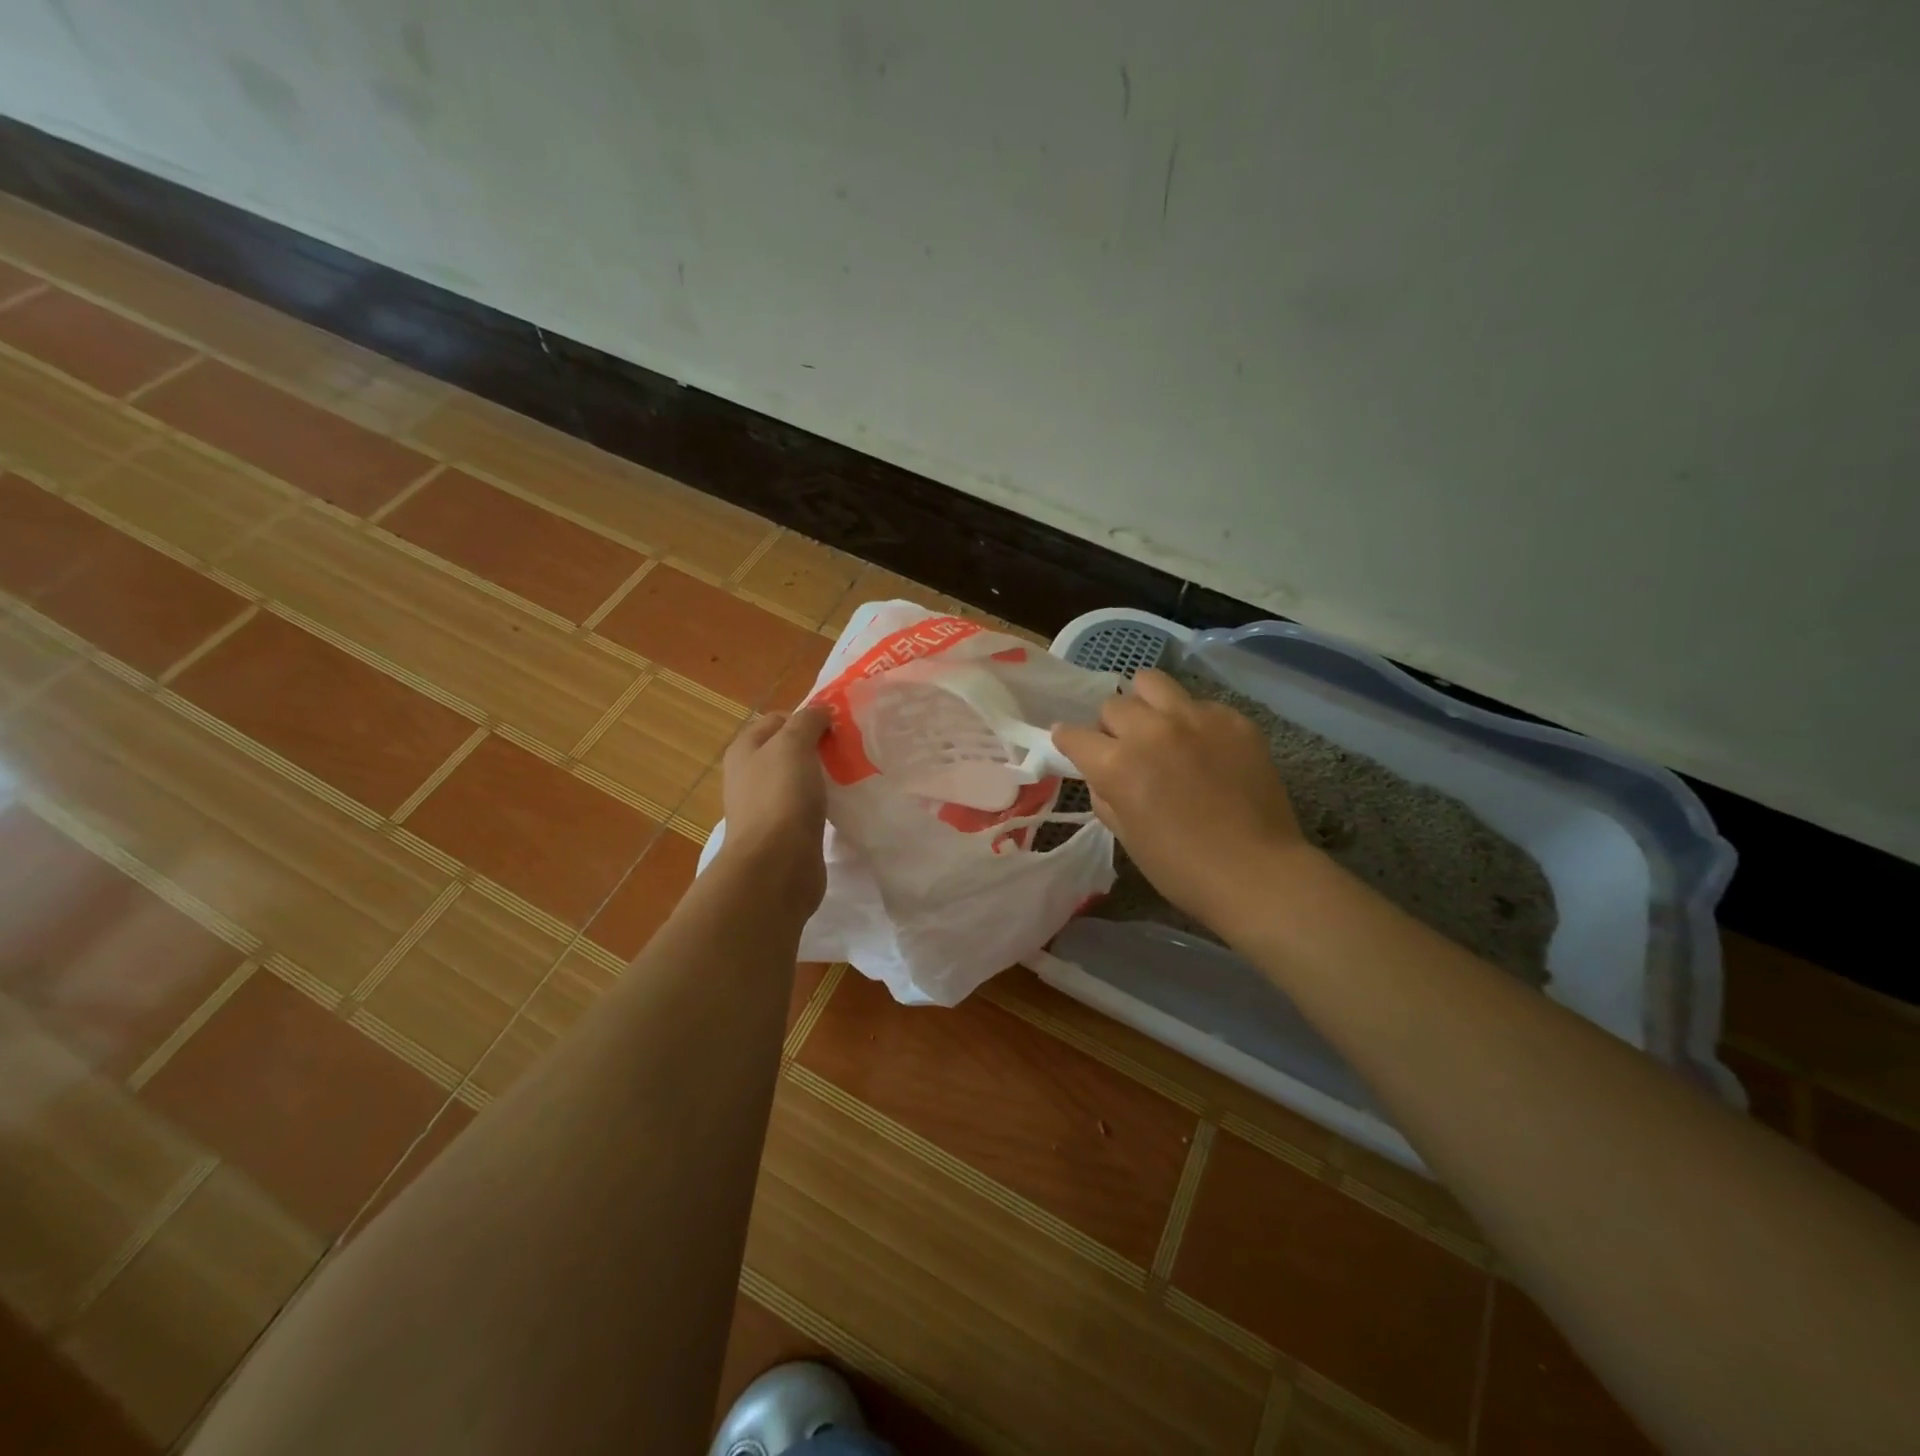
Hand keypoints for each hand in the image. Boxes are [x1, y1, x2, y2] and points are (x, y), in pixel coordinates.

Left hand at [717, 707, 830, 909]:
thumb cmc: (781, 797)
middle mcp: (750, 776)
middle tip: (849, 748)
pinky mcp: (784, 834)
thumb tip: (821, 711)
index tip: (838, 725)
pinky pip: (806, 808)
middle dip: (818, 747)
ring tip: (852, 774)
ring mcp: (766, 807)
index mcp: (745, 749)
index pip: (778, 719)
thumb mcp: (793, 744)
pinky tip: (843, 805)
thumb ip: (807, 721)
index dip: (807, 717)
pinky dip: (823, 804)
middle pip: (788, 750)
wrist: (776, 866)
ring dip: (822, 776)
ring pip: (799, 780)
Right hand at [1052, 668, 1307, 933]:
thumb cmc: (1181, 867)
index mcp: (1117, 764)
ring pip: (1151, 682)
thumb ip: (1105, 795)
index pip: (1074, 734)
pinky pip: (1198, 703)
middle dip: (1110, 726)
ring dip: (1144, 703)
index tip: (1073, 745)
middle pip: (1112, 705)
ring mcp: (1195, 718)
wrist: (1256, 873)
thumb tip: (1101, 773)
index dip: (1068, 740)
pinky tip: (1204, 748)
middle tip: (1125, 748)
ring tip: (1157, 727)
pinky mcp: (1232, 719)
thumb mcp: (1126, 836)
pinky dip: (1190, 720)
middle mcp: (1151, 730)